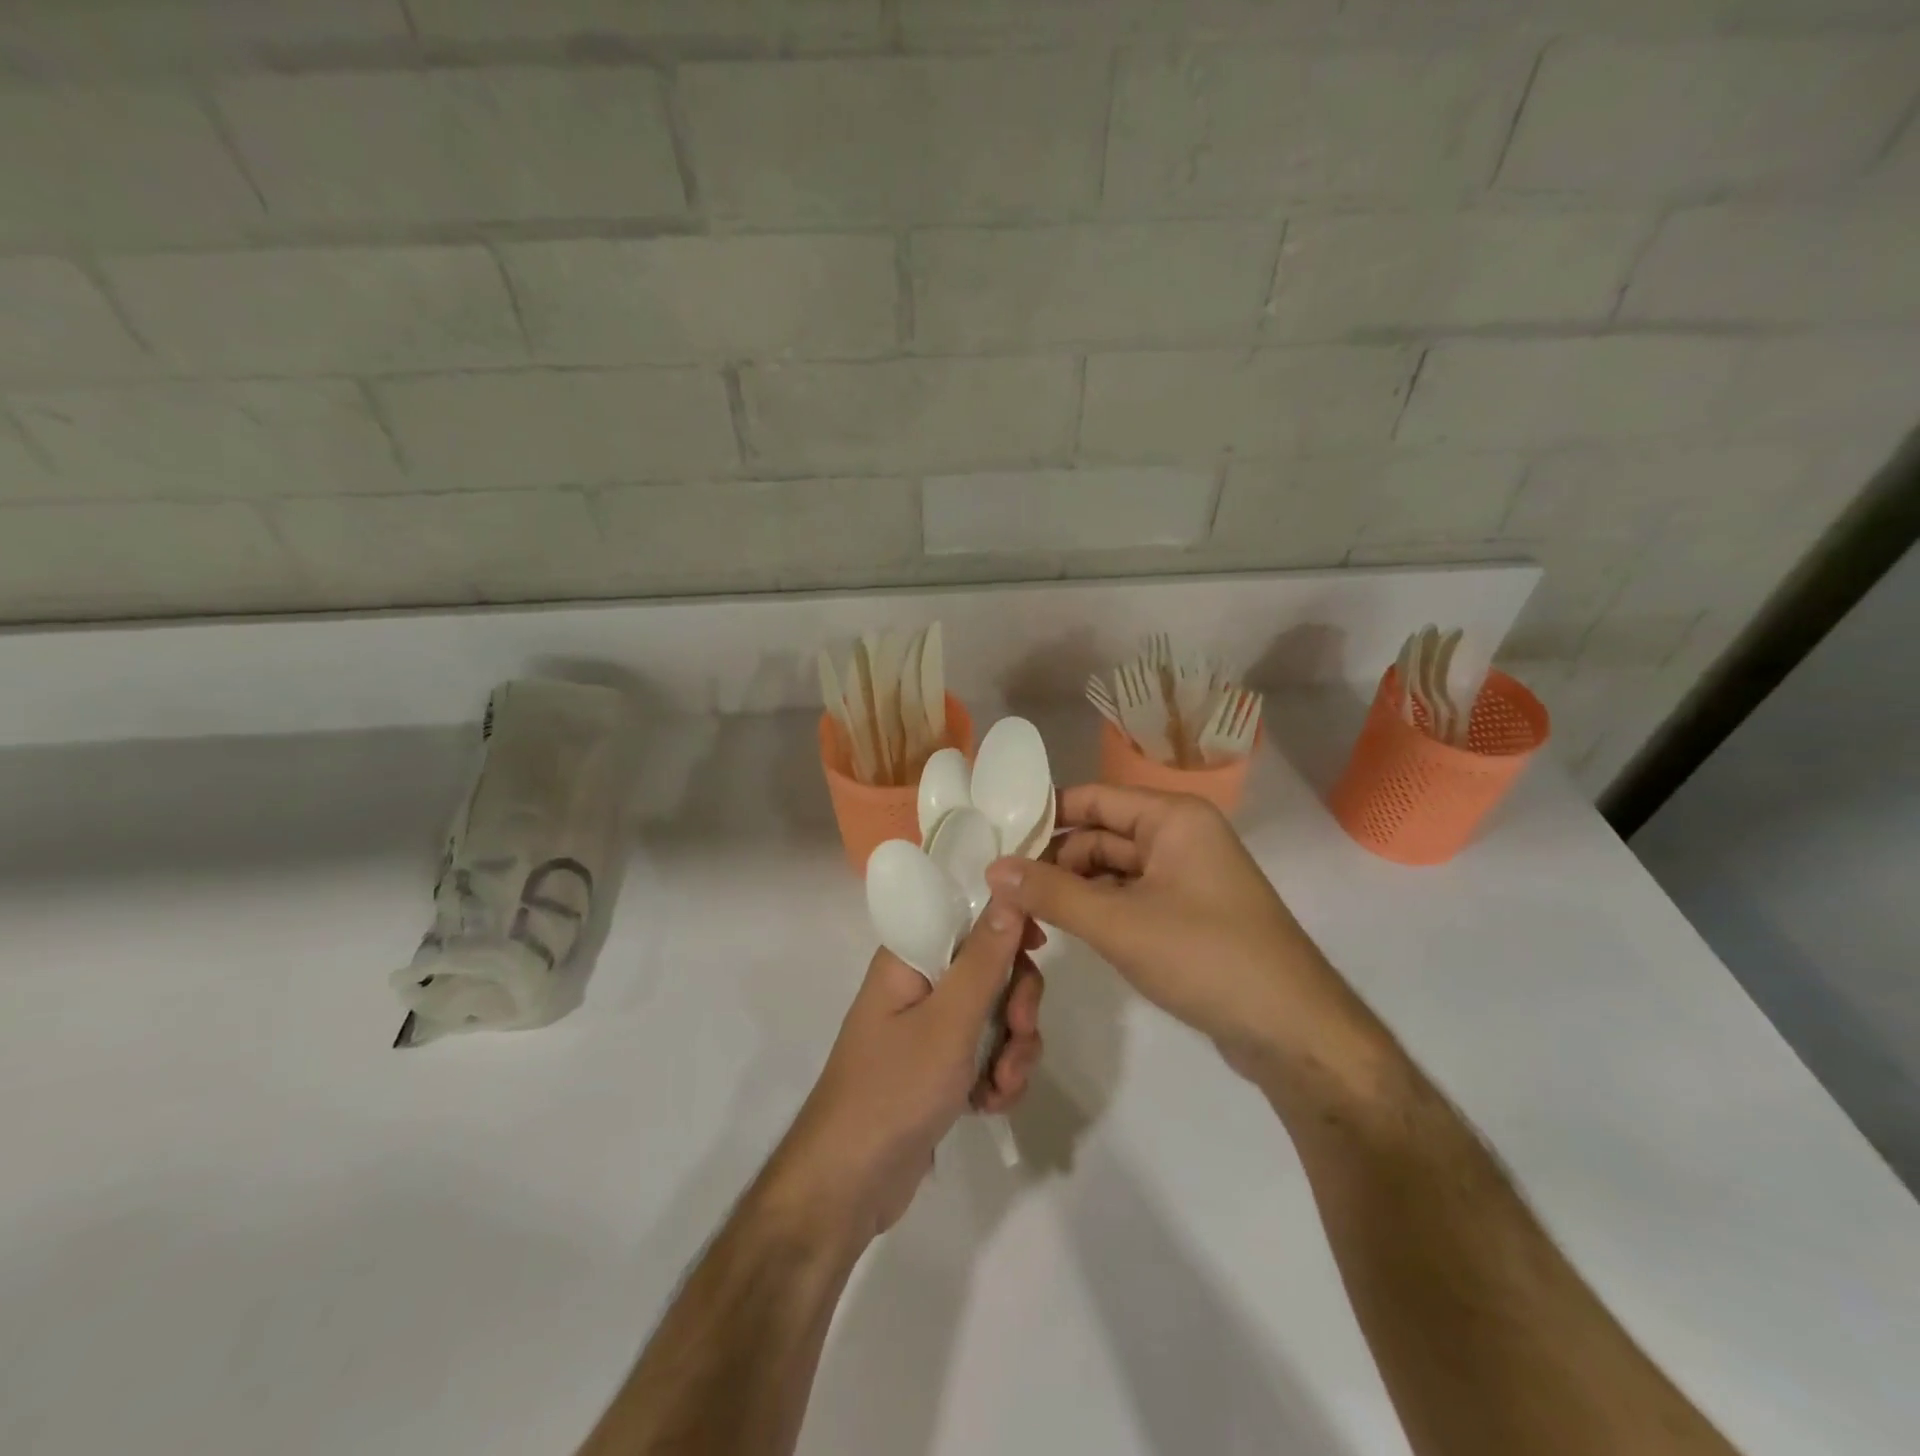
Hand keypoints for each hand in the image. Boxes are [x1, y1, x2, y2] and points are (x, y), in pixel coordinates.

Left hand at [770, 901, 1043, 1240]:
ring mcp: (931, 1029)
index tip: (1038, 948)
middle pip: (991, 968)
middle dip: (1017, 1004)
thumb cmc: (894, 1089)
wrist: (850, 1185)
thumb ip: (984, 959)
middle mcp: (920, 984)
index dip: (1006, 925)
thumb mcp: (948, 1021)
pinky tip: (990, 1105)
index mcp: (910, 958)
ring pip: (996, 1015)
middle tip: (1019, 1033)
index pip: (966, 916)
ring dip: (1012, 1050)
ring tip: (1001, 1086)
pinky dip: (998, 1076)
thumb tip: (1008, 892)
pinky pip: (987, 1054)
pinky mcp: (941, 1068)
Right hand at [986, 785, 1347, 1074]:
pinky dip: (1098, 910)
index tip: (995, 840)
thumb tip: (992, 867)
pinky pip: (1130, 897)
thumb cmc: (1207, 958)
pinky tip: (1065, 931)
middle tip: (1003, 892)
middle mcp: (1180, 836)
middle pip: (1099, 835)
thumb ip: (1051, 893)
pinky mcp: (1187, 913)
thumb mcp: (1119, 923)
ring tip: (1025, 917)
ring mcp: (1186, 876)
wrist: (1294, 1032)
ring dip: (1072, 890)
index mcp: (1172, 818)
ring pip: (1112, 870)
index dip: (1043, 817)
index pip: (1092, 799)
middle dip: (1054, 862)